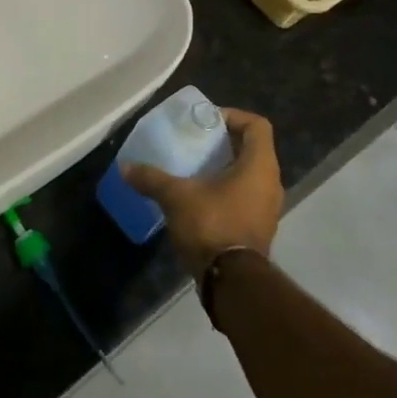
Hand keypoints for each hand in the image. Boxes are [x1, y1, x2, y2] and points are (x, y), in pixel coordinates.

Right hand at [124, 108, 281, 278]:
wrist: (231, 281)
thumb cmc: (212, 225)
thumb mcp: (176, 197)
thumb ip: (152, 178)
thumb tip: (125, 167)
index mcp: (259, 166)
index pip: (257, 125)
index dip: (234, 116)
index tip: (207, 122)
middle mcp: (271, 183)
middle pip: (253, 149)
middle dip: (225, 143)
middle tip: (196, 143)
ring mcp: (268, 208)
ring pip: (250, 175)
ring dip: (226, 169)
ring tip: (195, 170)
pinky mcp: (259, 228)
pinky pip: (246, 197)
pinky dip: (227, 191)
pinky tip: (200, 198)